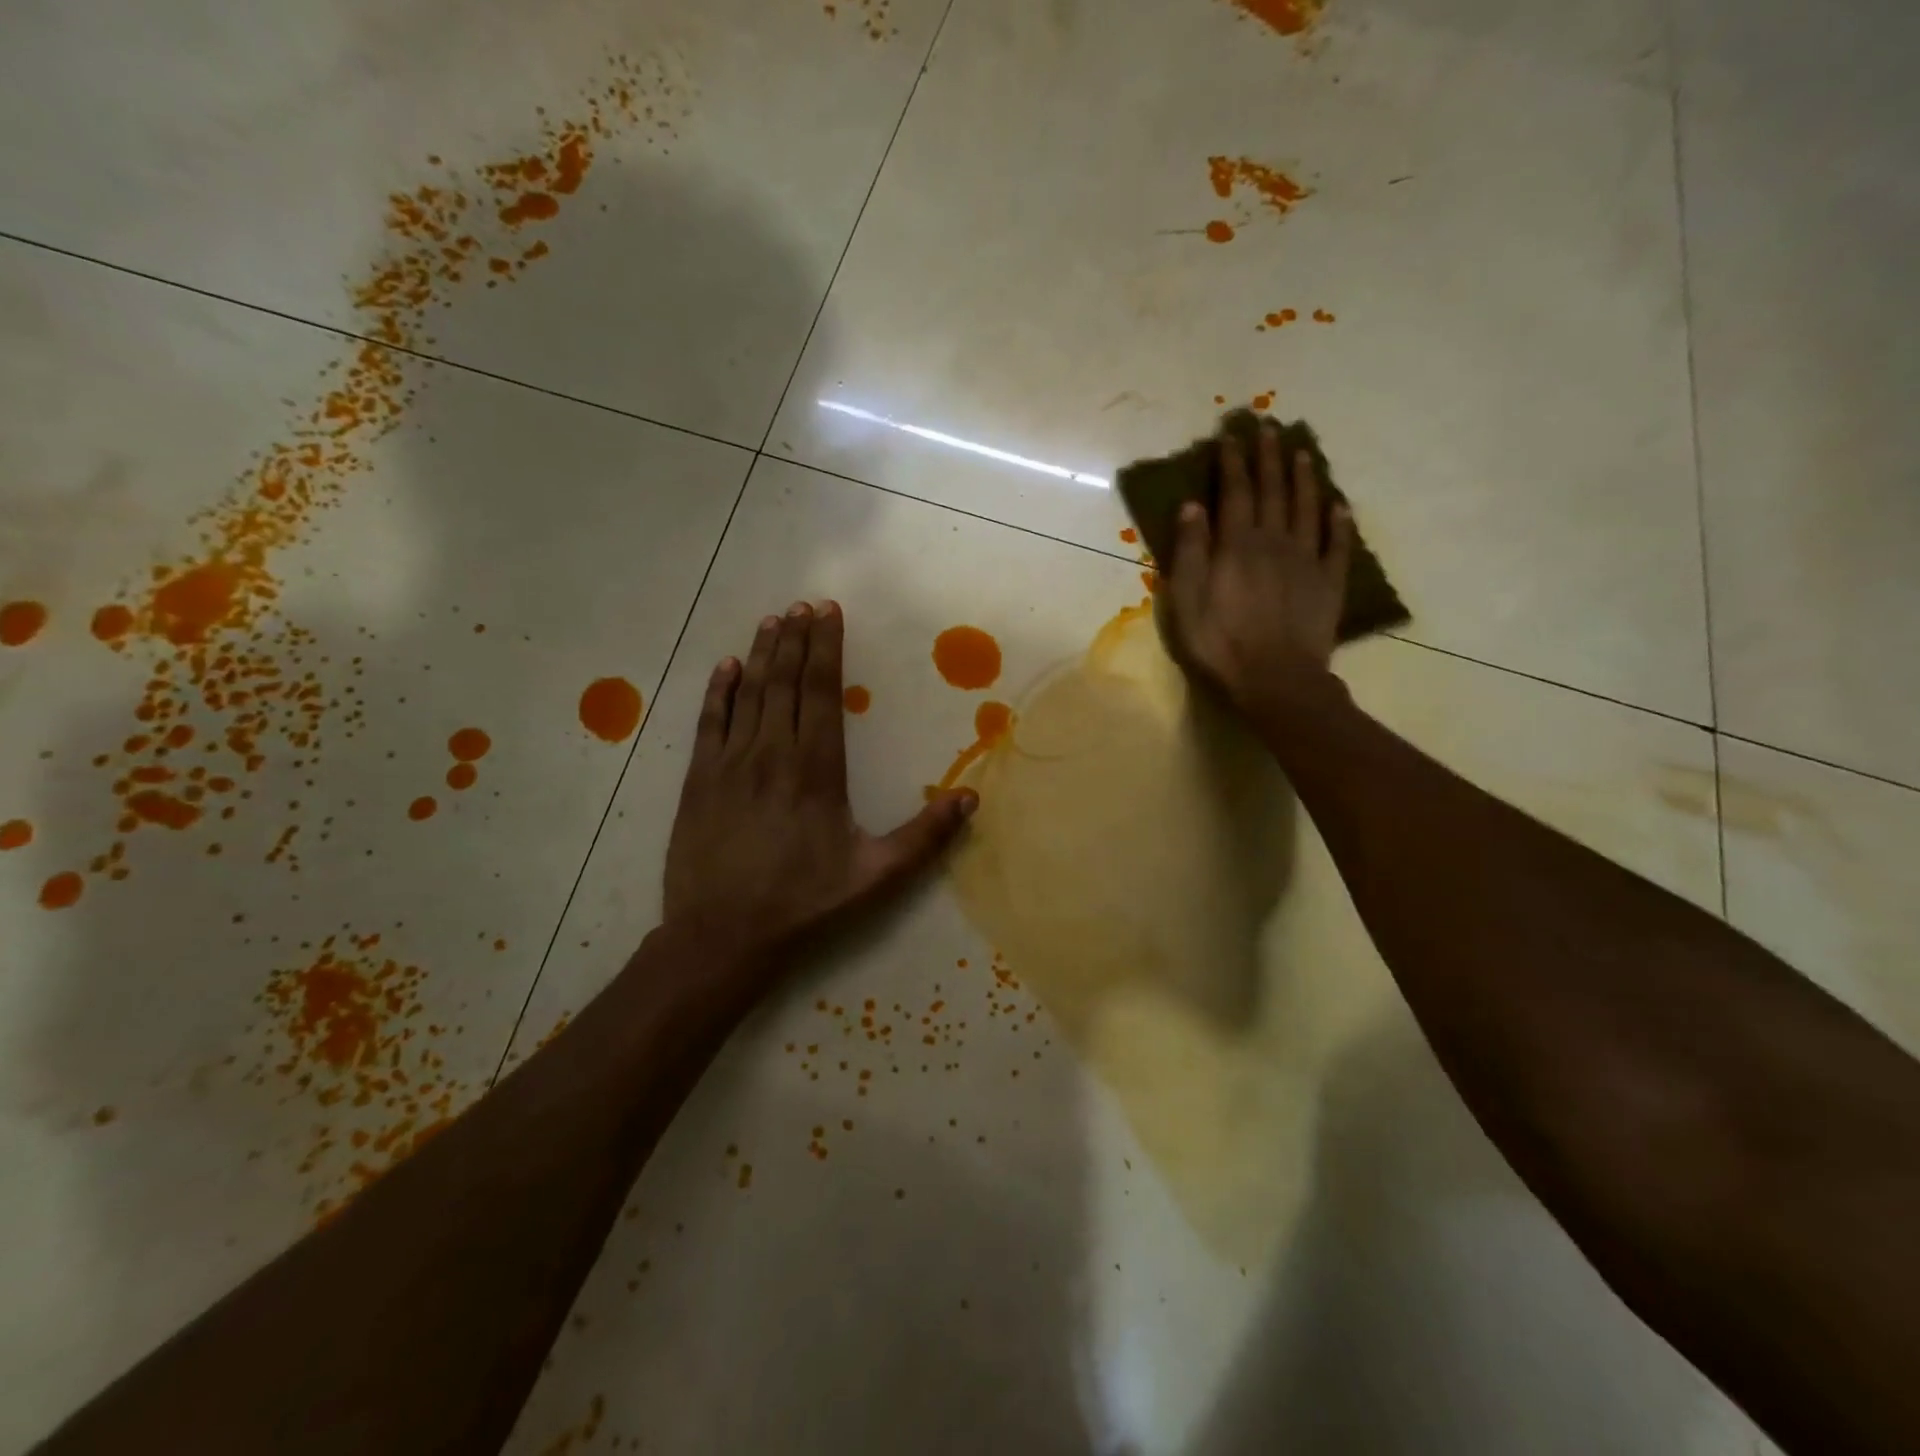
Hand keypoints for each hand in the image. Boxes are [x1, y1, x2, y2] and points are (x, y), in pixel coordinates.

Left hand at [663, 601, 976, 969]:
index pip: (822, 691)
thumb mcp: (877, 876)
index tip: (828, 613)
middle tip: (803, 605)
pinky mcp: (698, 780)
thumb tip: (971, 798)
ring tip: (772, 621)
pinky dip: (718, 690)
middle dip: (795, 639)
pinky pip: (709, 722)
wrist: (722, 935)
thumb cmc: (804, 903)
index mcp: (816, 768)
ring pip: (748, 693)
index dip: (825, 647)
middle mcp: (772, 753)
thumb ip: (925, 836)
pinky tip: (726, 667)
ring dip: (762, 654)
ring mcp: (730, 763)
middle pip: (785, 681)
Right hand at [1162, 422, 1353, 718]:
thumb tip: (1193, 506)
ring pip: (1307, 508)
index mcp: (1237, 545)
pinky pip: (1337, 544)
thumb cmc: (1220, 643)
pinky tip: (1339, 505)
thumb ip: (1190, 551)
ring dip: (1304, 478)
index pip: (1235, 493)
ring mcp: (1307, 560)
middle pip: (1273, 491)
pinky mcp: (1329, 582)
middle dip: (1268, 458)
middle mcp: (1274, 542)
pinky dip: (1339, 522)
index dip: (1232, 463)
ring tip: (1303, 452)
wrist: (1276, 679)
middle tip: (1269, 427)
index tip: (1231, 436)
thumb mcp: (1188, 600)